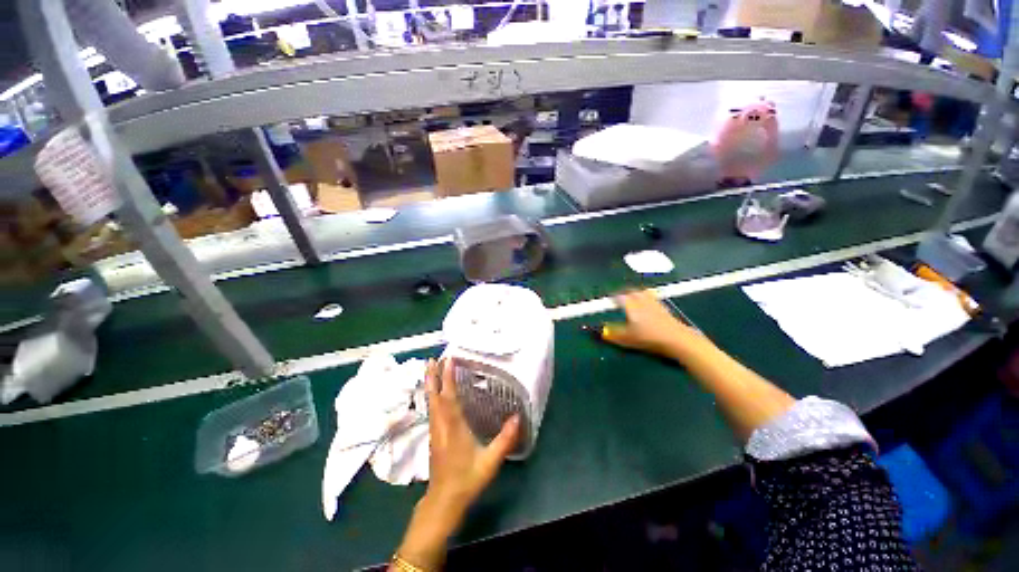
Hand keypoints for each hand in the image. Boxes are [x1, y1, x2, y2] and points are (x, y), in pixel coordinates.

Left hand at [394, 358, 518, 570]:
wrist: (445, 498)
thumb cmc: (468, 479)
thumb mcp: (491, 461)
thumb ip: (505, 440)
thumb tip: (517, 418)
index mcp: (453, 428)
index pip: (448, 397)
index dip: (447, 377)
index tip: (448, 359)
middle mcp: (440, 427)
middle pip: (434, 397)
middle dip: (433, 377)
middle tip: (432, 358)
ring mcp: (435, 434)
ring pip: (431, 405)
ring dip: (431, 386)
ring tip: (431, 372)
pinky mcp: (433, 441)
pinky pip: (432, 413)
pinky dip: (433, 399)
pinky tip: (436, 400)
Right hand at [603, 290, 702, 359]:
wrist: (674, 337)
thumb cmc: (648, 338)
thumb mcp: (627, 339)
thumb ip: (613, 334)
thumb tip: (602, 332)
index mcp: (631, 304)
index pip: (619, 296)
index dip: (613, 298)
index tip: (609, 300)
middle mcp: (642, 299)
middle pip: (632, 291)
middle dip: (625, 293)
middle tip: (620, 298)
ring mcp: (654, 302)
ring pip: (643, 293)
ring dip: (637, 294)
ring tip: (634, 299)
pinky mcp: (664, 307)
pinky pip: (652, 298)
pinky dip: (647, 299)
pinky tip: (648, 307)